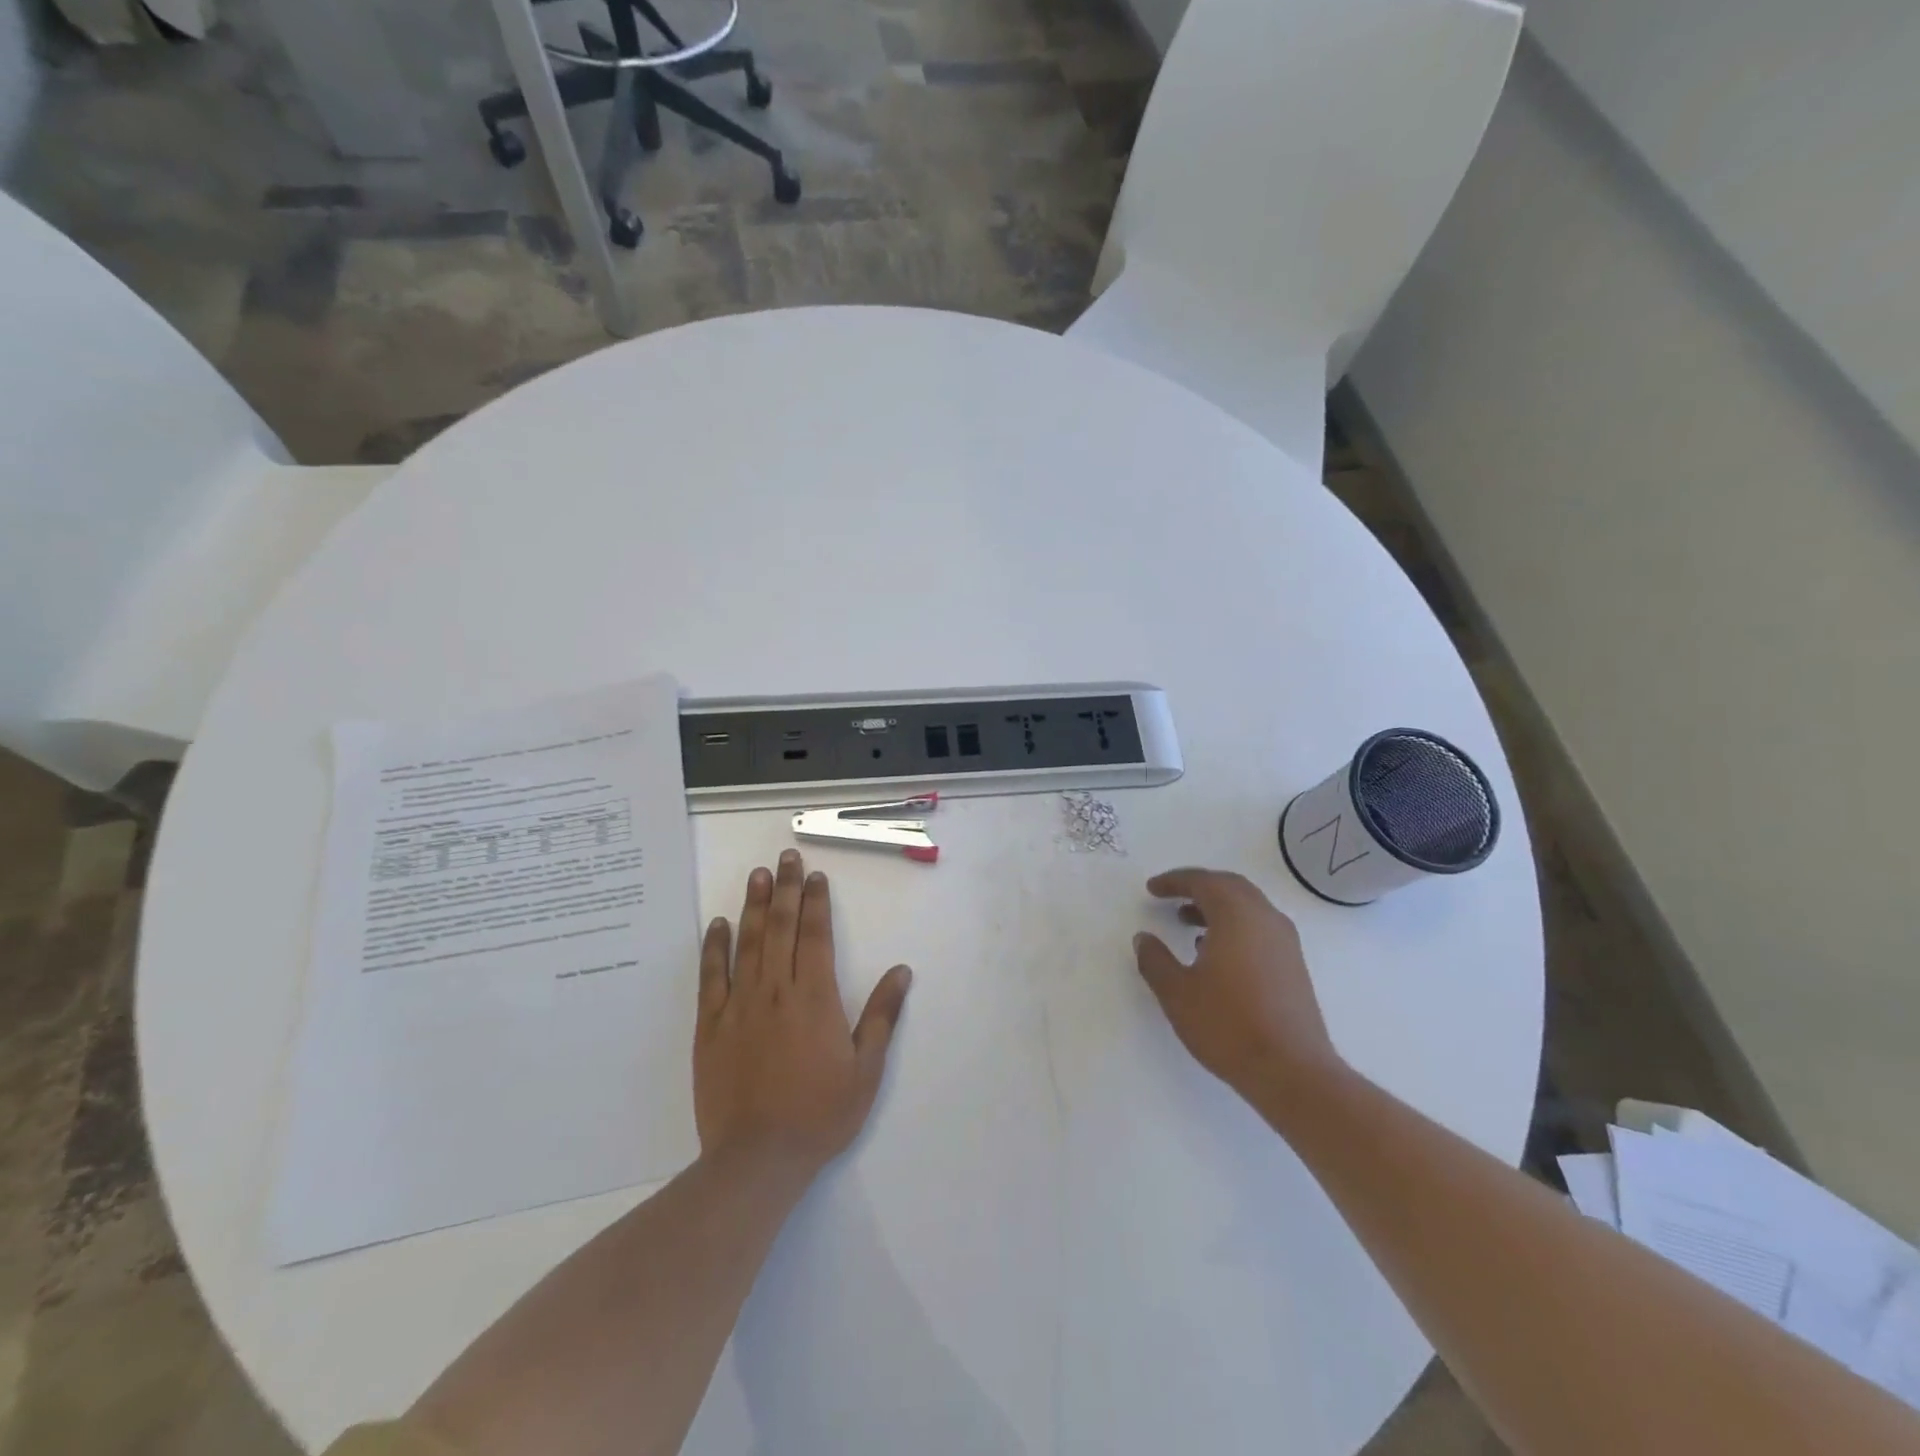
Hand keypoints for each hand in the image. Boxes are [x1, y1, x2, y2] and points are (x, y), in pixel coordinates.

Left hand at [694, 850, 911, 1180]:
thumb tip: (901, 971)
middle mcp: (776, 990)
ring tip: (757, 876)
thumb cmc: (819, 1114)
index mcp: (815, 997)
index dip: (816, 902)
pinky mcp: (711, 1026)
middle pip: (782, 928)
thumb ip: (881, 1016)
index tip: (814, 876)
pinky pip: (711, 977)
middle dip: (785, 889)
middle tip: (784, 857)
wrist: (757, 1159)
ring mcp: (739, 1005)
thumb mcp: (865, 1070)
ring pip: (748, 943)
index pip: (816, 935)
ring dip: (754, 906)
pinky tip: (718, 925)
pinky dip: (714, 947)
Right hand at [1133, 868, 1343, 1105]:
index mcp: (1237, 916)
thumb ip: (1155, 960)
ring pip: (1247, 907)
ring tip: (1187, 923)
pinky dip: (1234, 925)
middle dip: (1198, 887)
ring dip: (1217, 907)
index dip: (1174, 881)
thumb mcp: (1177, 993)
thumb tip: (1144, 938)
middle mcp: (1265, 919)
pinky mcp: (1293, 965)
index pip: (1203, 882)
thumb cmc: (1228, 1025)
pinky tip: (1216, 953)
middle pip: (1230, 886)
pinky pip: (1259, 927)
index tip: (1152, 889)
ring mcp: (1285, 942)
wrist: (1292, 1071)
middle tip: (1171, 896)